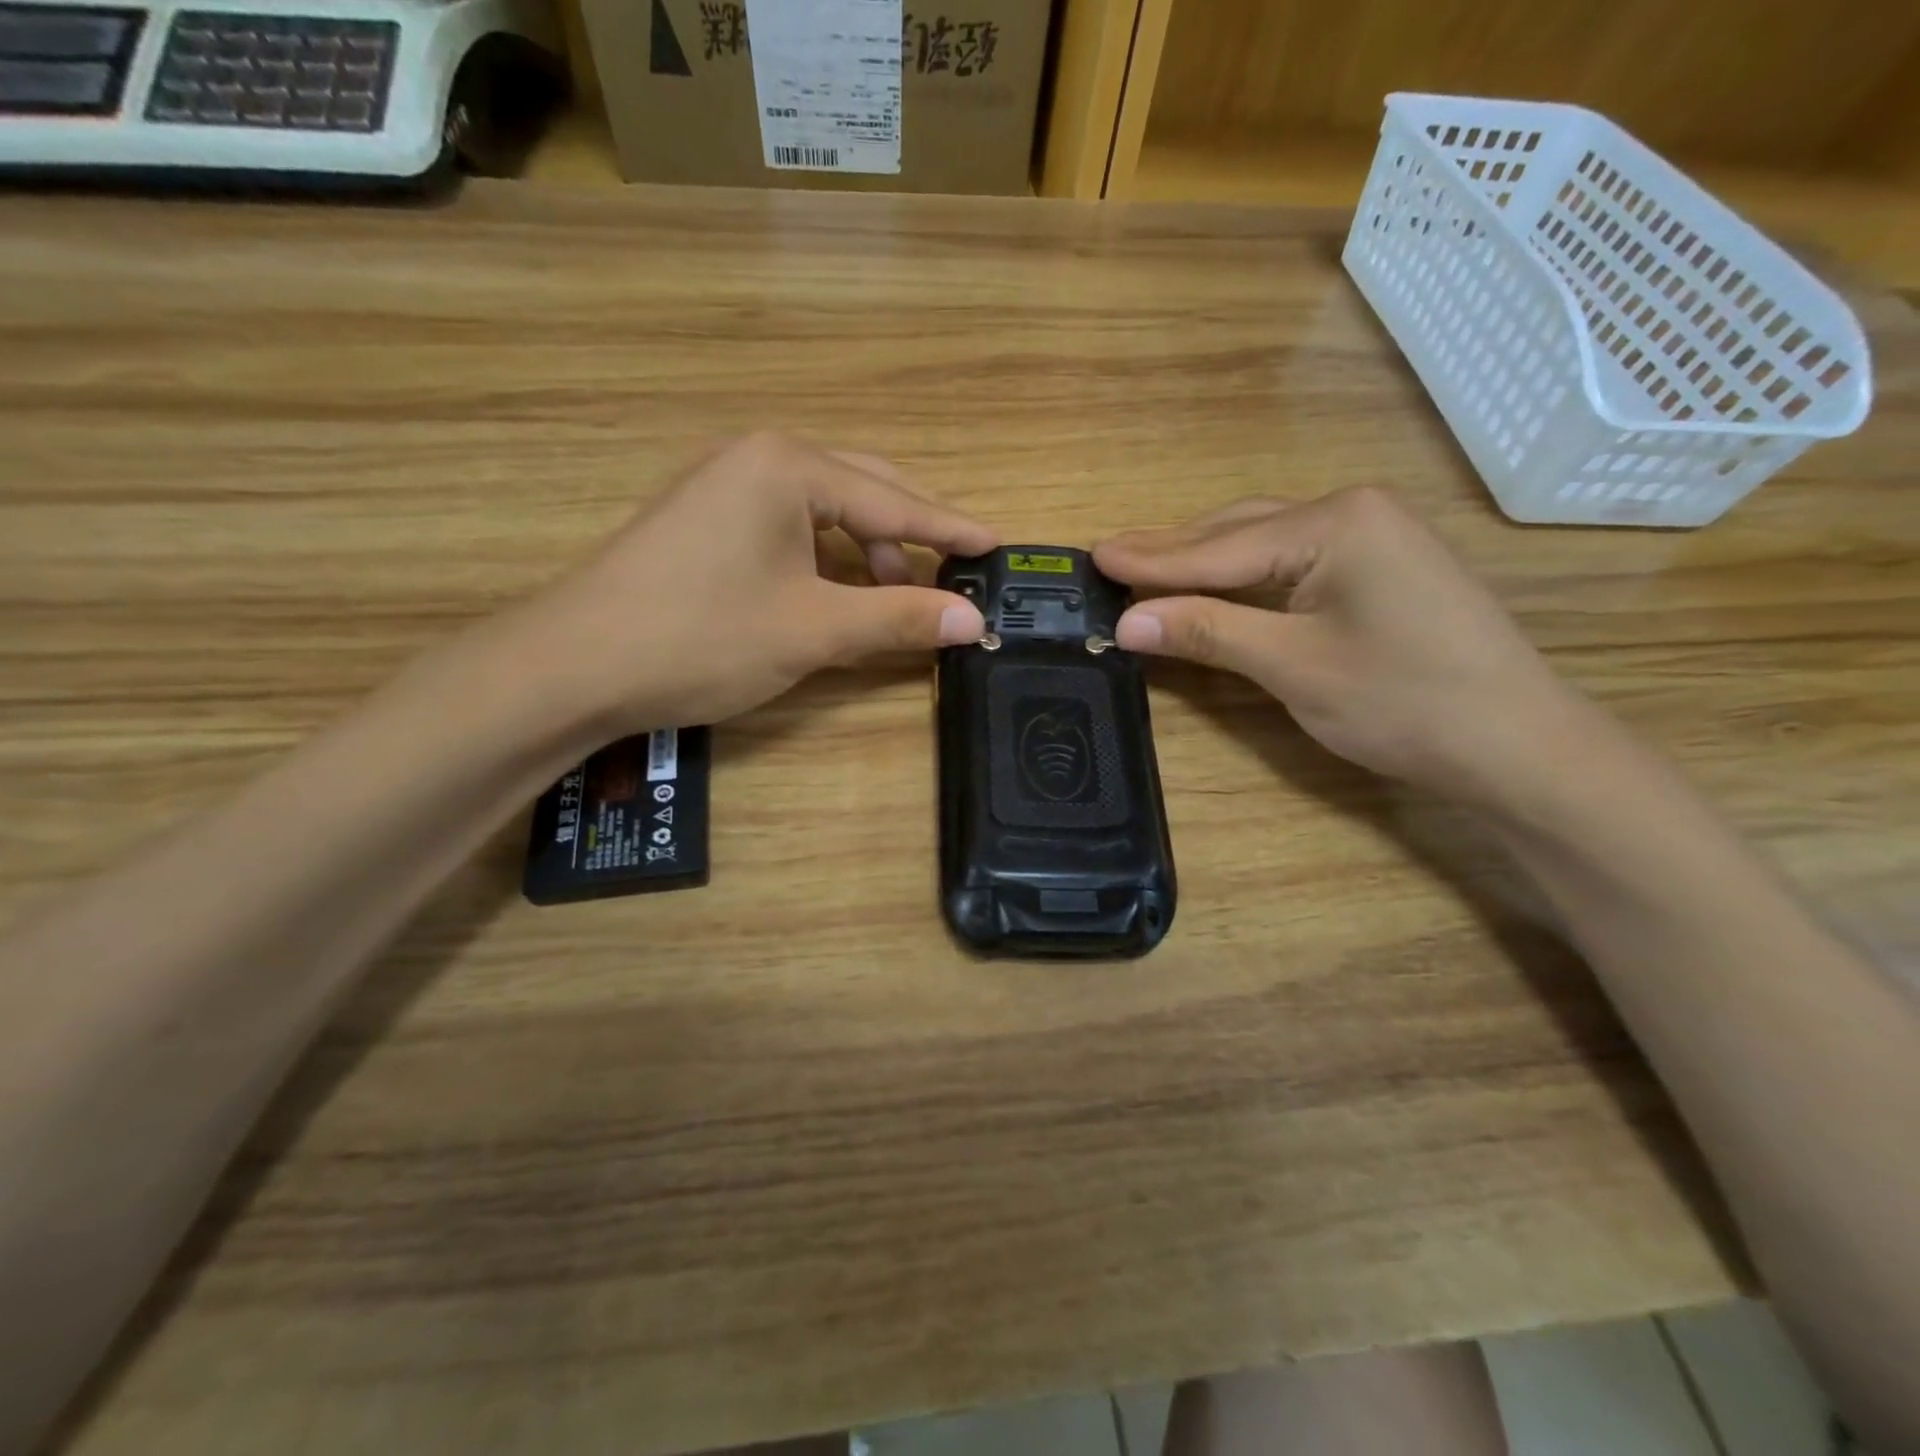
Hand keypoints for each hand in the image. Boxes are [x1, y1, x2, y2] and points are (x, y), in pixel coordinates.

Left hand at [516, 433, 995, 733]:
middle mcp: (759, 459)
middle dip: (911, 534)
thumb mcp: (813, 630)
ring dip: (868, 551)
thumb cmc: (702, 637)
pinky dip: (827, 559)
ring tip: (891, 596)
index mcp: (789, 467)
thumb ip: (897, 618)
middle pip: (863, 491)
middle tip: (953, 571)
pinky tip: (836, 593)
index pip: (894, 501)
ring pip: (826, 511)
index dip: (949, 529)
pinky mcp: (708, 520)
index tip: (997, 545)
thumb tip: (972, 619)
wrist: (575, 664)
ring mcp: (727, 487)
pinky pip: (791, 528)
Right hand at [1093, 487, 1580, 803]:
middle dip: (1174, 550)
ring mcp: (1373, 536)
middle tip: (1110, 557)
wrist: (1517, 744)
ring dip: (1206, 559)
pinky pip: (1292, 560)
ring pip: (1264, 543)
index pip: (1219, 546)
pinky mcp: (1381, 567)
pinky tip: (1215, 582)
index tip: (1093, 555)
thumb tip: (1126, 621)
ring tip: (1147, 567)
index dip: (1151, 559)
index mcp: (1335, 522)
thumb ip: (1208, 631)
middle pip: (1239, 532)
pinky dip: (1243, 575)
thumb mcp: (1293, 666)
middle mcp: (1353, 511)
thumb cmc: (1404, 702)